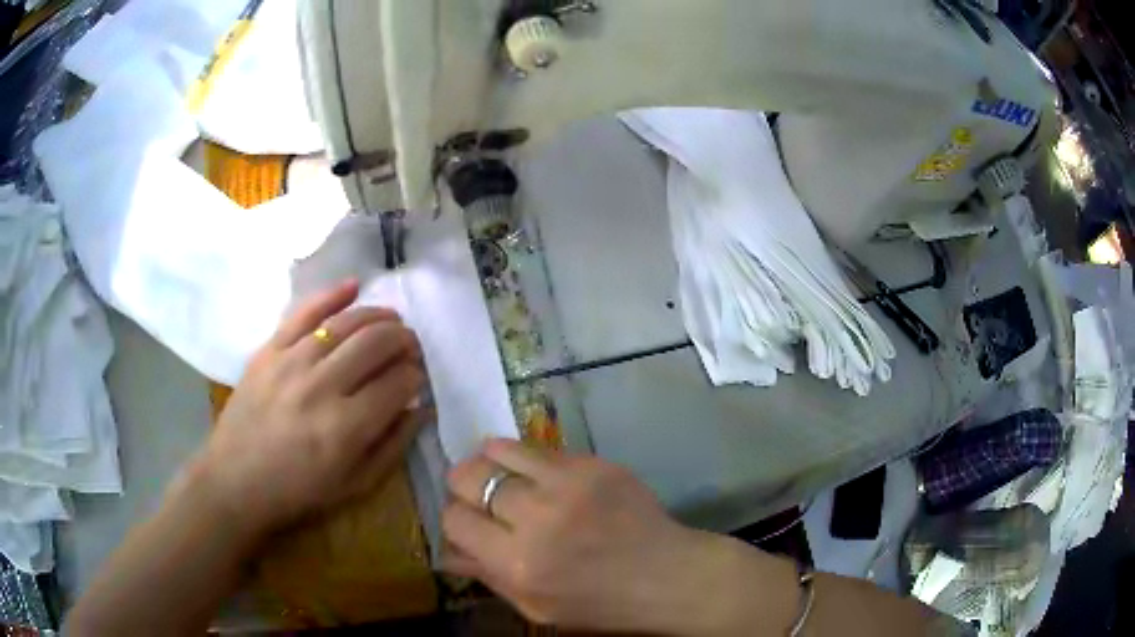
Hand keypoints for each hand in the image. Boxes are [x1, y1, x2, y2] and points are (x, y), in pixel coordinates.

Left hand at [191, 280, 425, 539]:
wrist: (235, 480)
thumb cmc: (298, 491)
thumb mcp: (355, 485)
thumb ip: (393, 446)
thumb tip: (420, 407)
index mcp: (346, 428)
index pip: (397, 383)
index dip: (415, 376)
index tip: (416, 379)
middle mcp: (321, 387)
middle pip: (376, 343)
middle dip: (404, 341)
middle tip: (410, 348)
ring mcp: (292, 362)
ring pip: (346, 323)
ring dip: (378, 316)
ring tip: (392, 321)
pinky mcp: (269, 350)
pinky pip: (304, 312)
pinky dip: (332, 294)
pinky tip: (354, 285)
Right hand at [441, 439, 775, 634]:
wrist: (668, 578)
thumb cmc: (600, 605)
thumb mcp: (536, 608)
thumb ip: (487, 577)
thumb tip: (446, 552)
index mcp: (517, 564)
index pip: (454, 519)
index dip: (456, 520)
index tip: (469, 523)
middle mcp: (536, 518)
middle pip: (468, 476)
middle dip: (465, 485)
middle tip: (480, 496)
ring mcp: (568, 483)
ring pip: (498, 449)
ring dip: (492, 463)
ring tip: (504, 477)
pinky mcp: (594, 463)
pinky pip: (539, 447)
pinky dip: (527, 459)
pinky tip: (539, 476)